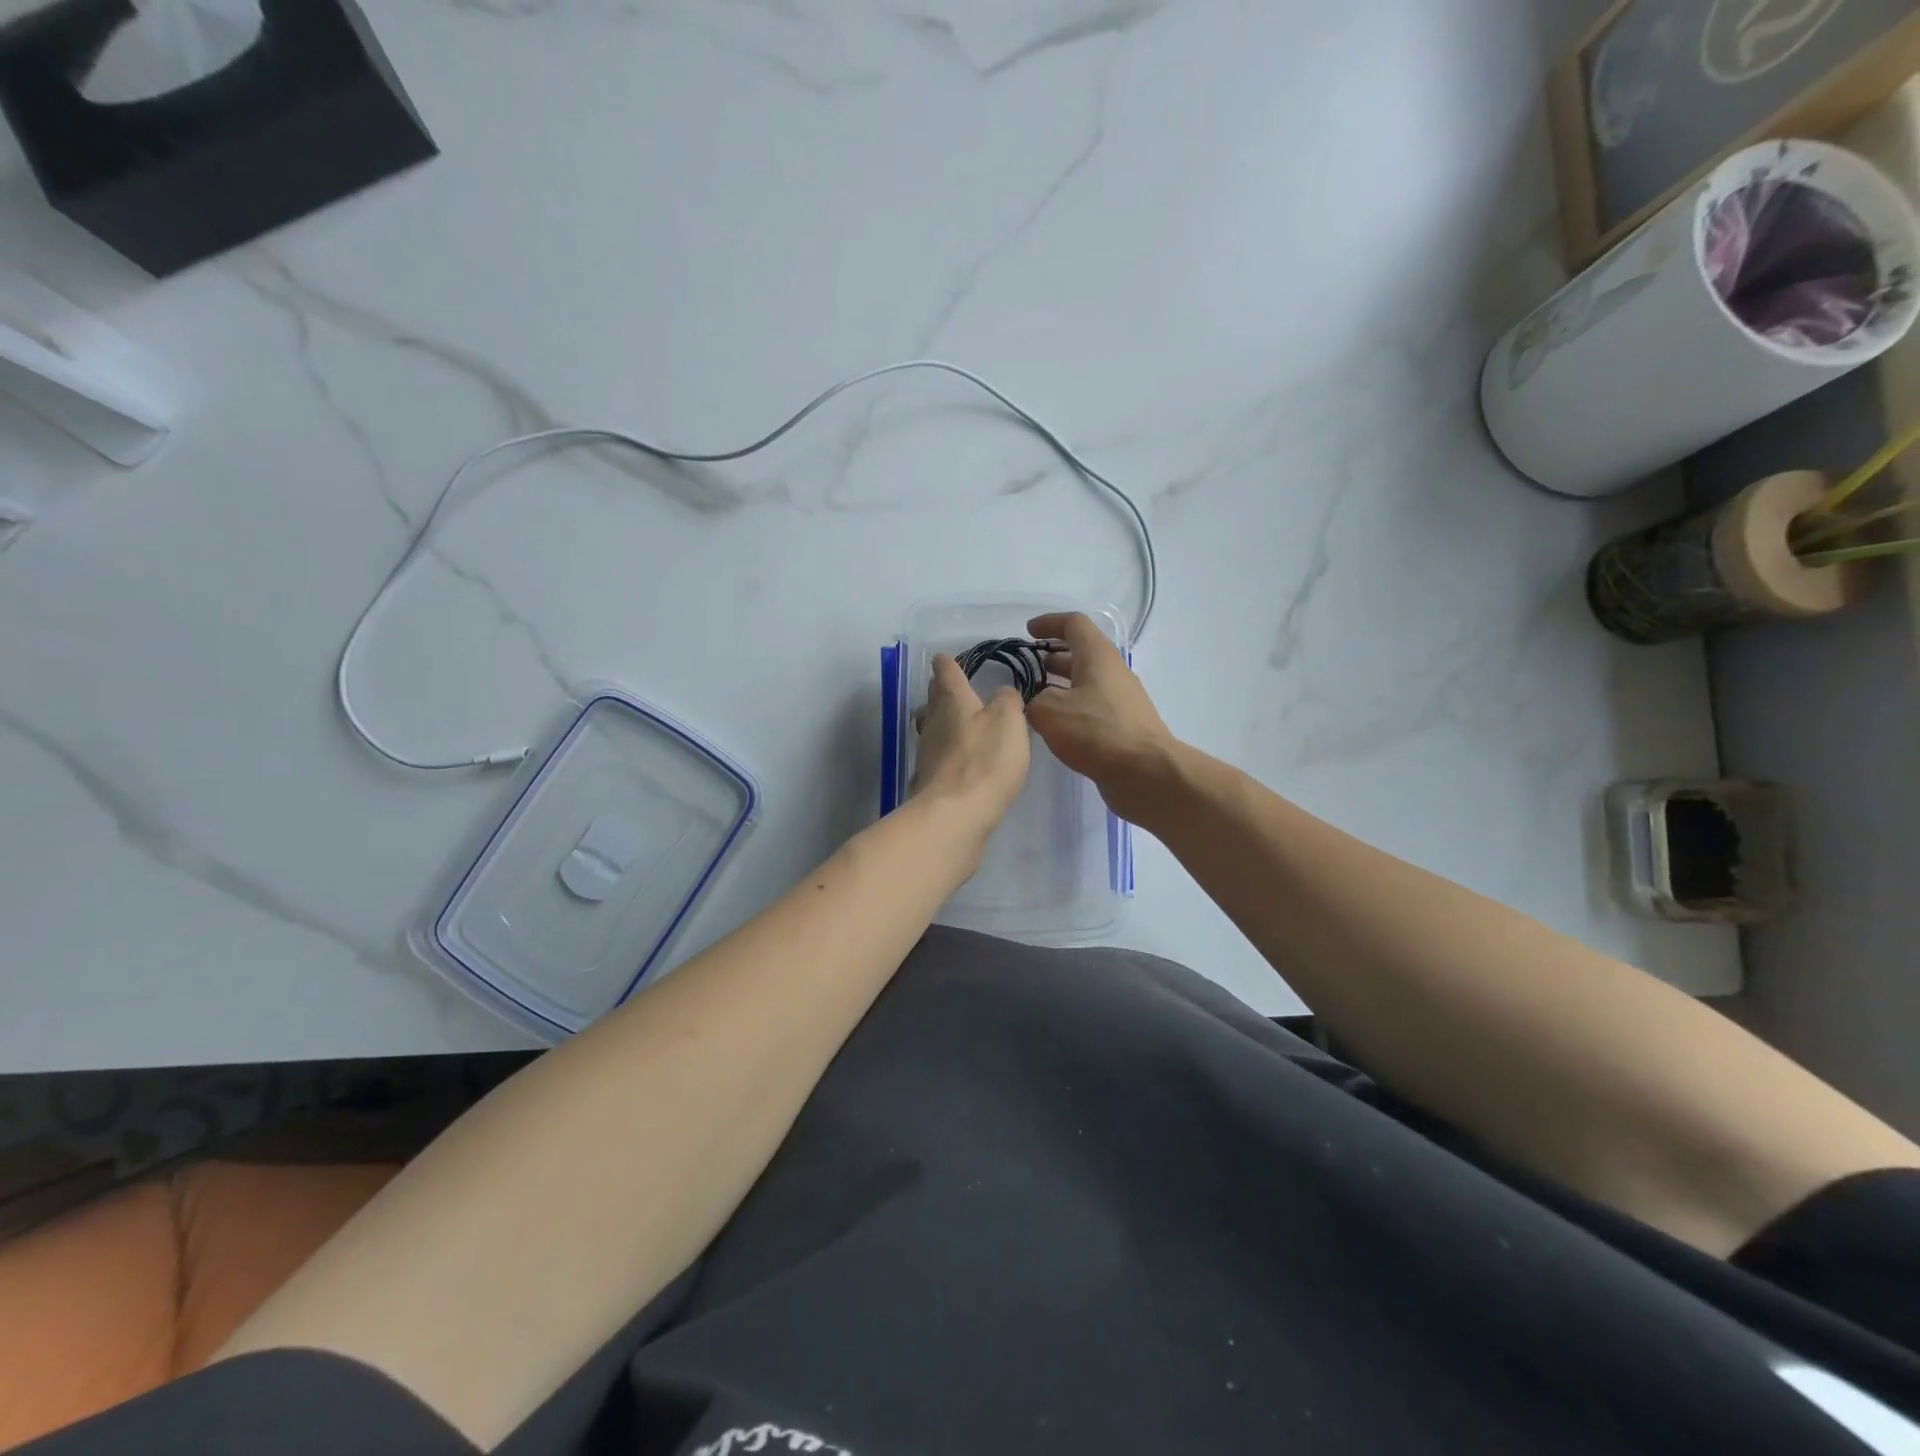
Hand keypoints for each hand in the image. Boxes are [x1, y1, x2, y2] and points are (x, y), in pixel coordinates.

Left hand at [911, 654, 1030, 845]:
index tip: (946, 659)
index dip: (948, 663)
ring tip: (961, 726)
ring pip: (932, 728)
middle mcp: (933, 722)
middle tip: (955, 690)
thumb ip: (1008, 702)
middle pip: (934, 700)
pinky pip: (937, 758)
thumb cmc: (985, 760)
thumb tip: (1002, 694)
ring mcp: (927, 753)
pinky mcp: (929, 781)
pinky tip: (960, 763)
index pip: (945, 671)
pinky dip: (947, 754)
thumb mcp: (1009, 722)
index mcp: (952, 700)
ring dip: (943, 724)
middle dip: (943, 692)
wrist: (955, 815)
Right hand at [1026, 612, 1175, 820]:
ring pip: (1087, 682)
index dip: (1049, 623)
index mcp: (1098, 656)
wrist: (1145, 772)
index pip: (1074, 624)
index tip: (1028, 632)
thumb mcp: (1050, 711)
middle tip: (1028, 668)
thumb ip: (1034, 700)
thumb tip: (1038, 703)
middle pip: (1082, 653)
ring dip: (1061, 684)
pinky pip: (1093, 706)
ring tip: (1035, 698)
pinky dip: (1072, 708)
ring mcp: (1121, 700)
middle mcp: (1113, 672)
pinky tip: (1056, 727)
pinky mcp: (1123, 725)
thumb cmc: (1096, 732)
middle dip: (1053, 656)